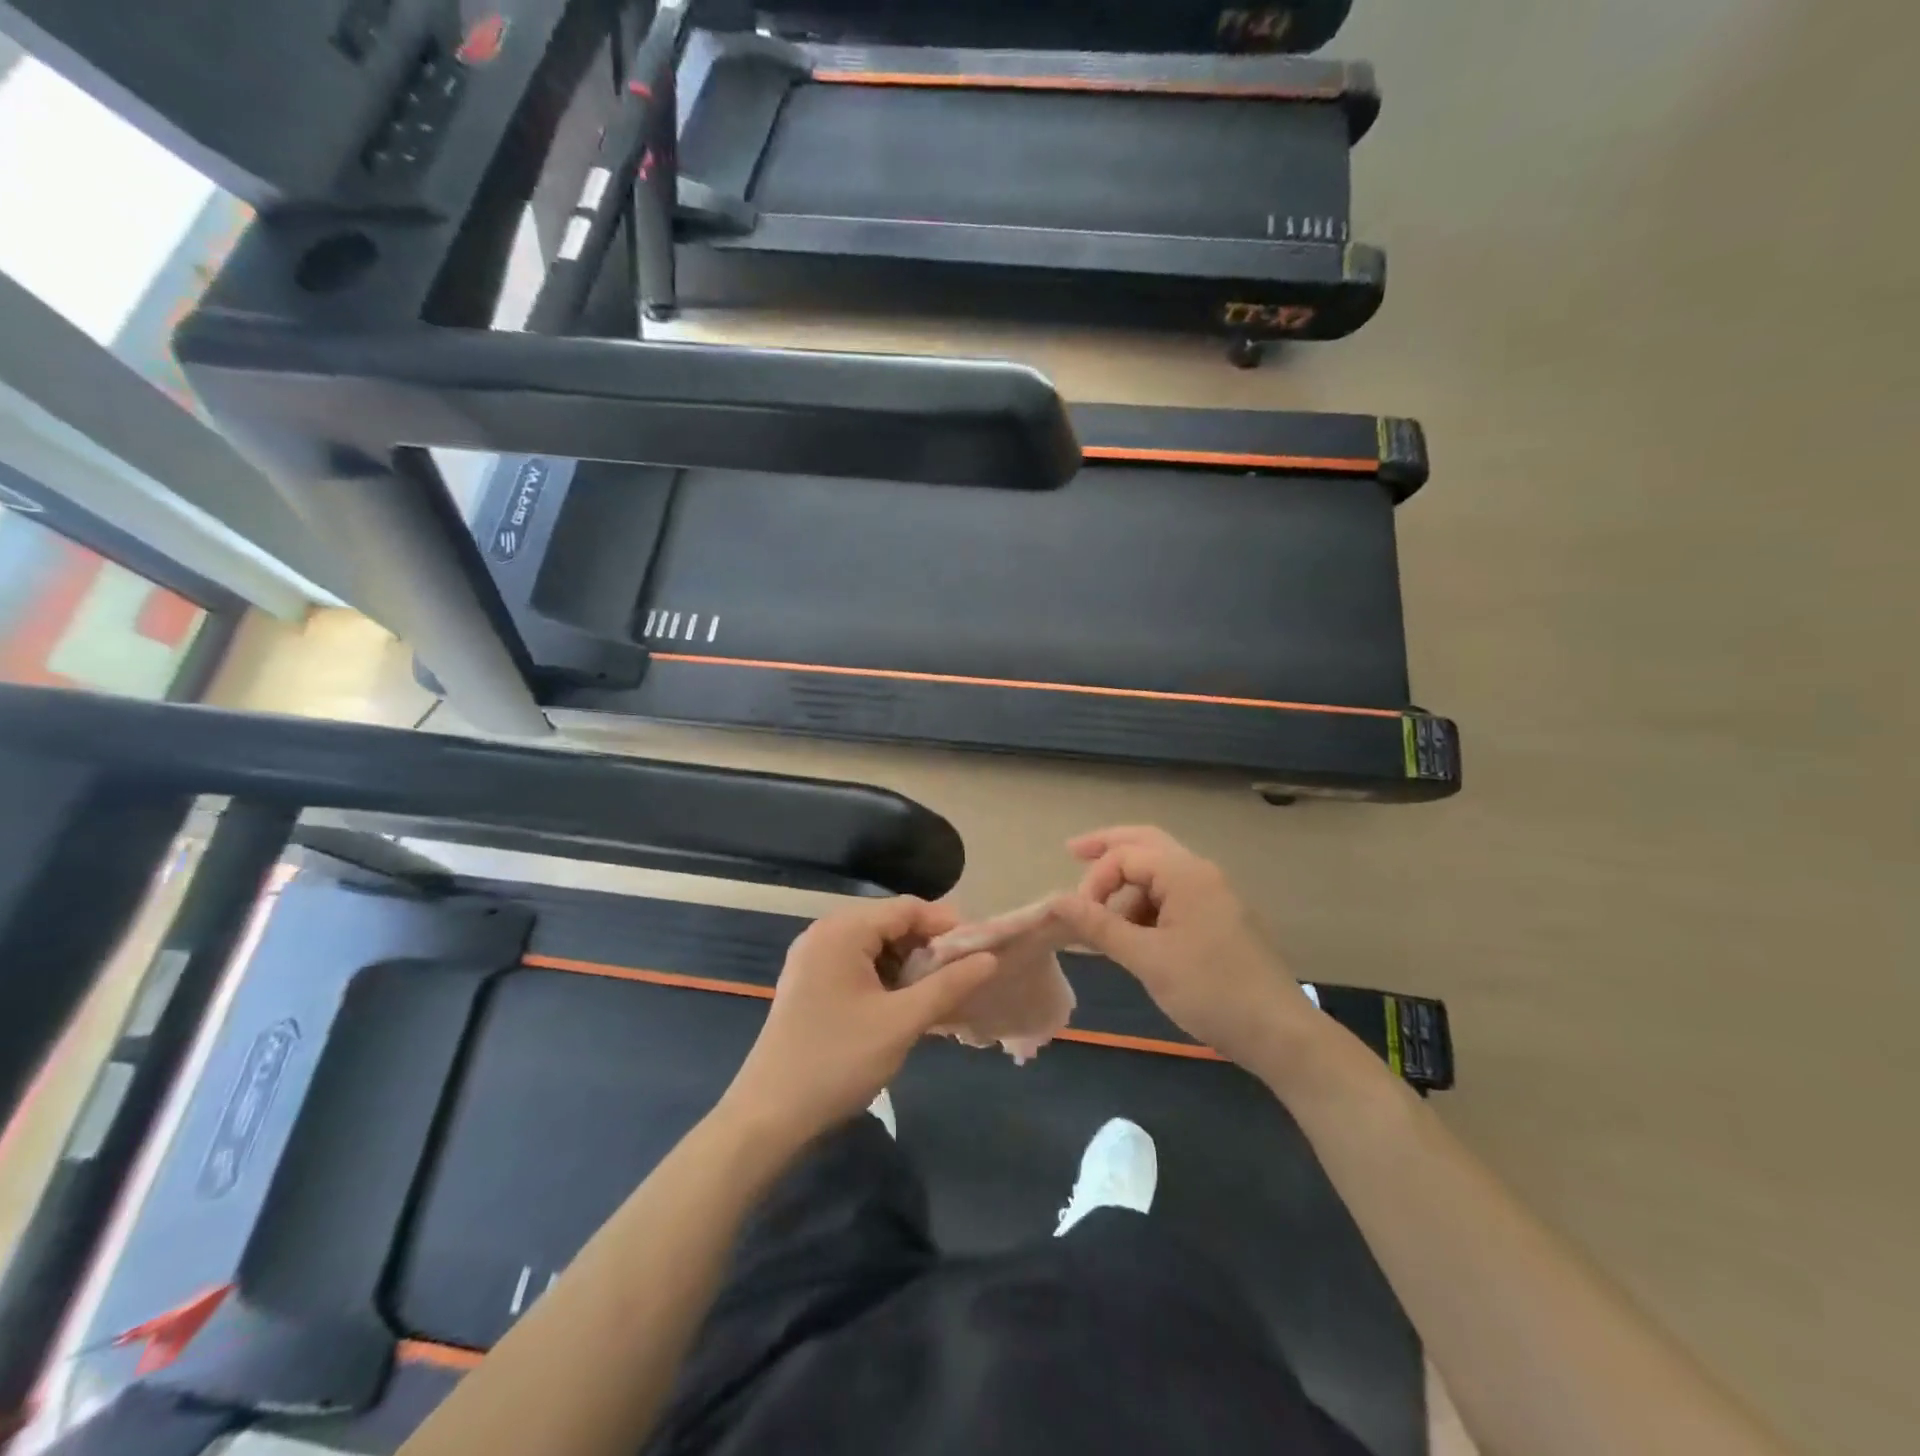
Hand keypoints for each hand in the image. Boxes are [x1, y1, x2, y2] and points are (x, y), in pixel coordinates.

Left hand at [723, 898, 1000, 1143]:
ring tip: (938, 994)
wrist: (769, 1116)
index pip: (907, 908)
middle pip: (891, 923)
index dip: (947, 926)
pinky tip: (905, 1005)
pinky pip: (858, 965)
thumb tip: (990, 958)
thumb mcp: (901, 1022)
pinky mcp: (810, 983)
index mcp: (842, 931)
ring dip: (909, 965)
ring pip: (876, 946)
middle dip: (929, 947)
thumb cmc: (838, 1061)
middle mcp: (825, 933)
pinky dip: (886, 978)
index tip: (979, 952)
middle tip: (962, 977)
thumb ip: (948, 985)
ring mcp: (813, 958)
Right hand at [1047, 826, 1317, 1070]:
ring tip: (1104, 924)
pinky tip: (1133, 935)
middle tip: (1072, 851)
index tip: (1079, 919)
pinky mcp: (1221, 919)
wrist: (1279, 1034)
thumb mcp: (1146, 959)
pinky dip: (1148, 907)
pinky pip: (1175, 897)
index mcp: (1186, 874)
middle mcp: (1202, 873)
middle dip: (1108, 848)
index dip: (1095, 880)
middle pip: (1146, 844)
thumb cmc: (1210, 991)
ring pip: (1160, 873)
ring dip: (1128, 888)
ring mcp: (1215, 895)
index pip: (1126, 855)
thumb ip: (1098, 926)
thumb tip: (1055, 901)